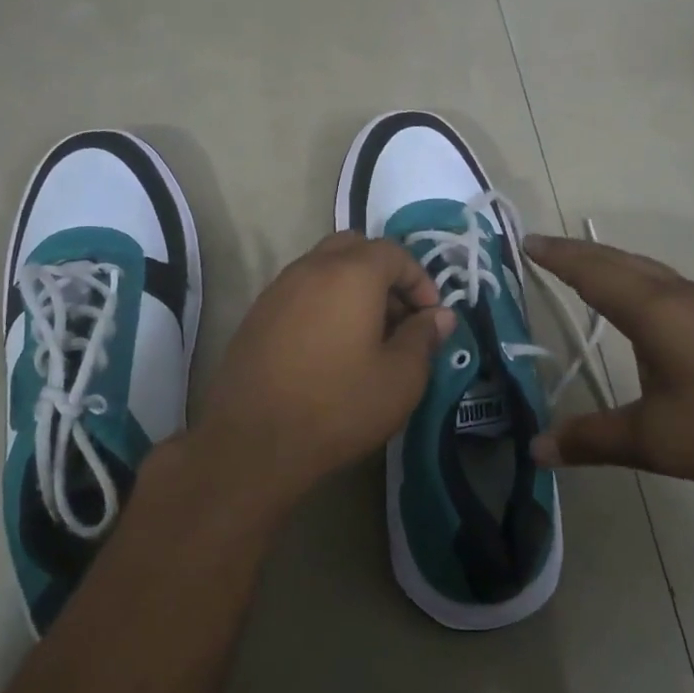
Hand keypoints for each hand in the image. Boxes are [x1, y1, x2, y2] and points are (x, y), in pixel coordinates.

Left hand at [189, 232, 454, 504]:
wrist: (254, 443)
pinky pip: (300, 293)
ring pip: (324, 269)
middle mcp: (310, 268)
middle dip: (384, 275)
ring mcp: (277, 290)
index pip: (394, 252)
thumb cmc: (338, 406)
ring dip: (353, 289)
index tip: (430, 317)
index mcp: (350, 274)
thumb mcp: (400, 378)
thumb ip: (424, 338)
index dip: (420, 279)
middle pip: (355, 249)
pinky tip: (331, 349)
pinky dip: (324, 305)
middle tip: (399, 318)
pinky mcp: (257, 316)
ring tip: (368, 337)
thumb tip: (440, 316)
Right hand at [525, 235, 693, 493]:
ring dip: (609, 263)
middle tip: (544, 249)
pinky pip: (665, 285)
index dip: (557, 257)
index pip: (592, 273)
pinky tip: (637, 304)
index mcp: (653, 311)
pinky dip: (635, 280)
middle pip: (619, 261)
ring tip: (581, 268)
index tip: (526, 242)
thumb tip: (537, 447)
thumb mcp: (654, 439)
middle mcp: (677, 296)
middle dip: (578, 253)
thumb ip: (592, 439)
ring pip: (646, 269)